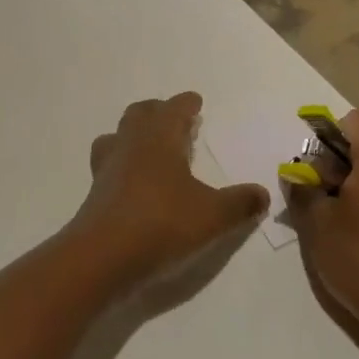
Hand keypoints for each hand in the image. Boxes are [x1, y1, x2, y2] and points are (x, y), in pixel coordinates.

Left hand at [73, 93, 268, 279]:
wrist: (102, 257)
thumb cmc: (161, 223)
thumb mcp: (212, 216)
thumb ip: (239, 203)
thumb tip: (262, 194)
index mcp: (159, 138)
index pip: (173, 109)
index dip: (185, 104)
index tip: (194, 101)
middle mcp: (130, 145)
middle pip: (140, 114)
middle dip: (158, 112)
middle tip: (174, 120)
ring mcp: (108, 168)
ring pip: (117, 136)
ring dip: (133, 134)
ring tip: (150, 147)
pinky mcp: (95, 194)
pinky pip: (109, 165)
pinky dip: (122, 164)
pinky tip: (134, 183)